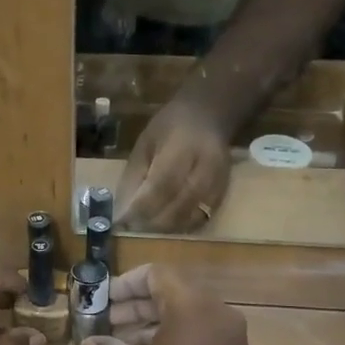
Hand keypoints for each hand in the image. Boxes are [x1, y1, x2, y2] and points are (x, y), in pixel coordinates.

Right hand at [78, 264, 269, 344]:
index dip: (125, 283)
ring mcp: (231, 339)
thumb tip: (90, 343)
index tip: (103, 300)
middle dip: (135, 306)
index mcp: (193, 307)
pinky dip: (173, 340)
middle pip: (172, 293)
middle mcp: (218, 314)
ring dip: (152, 325)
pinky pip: (199, 336)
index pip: (156, 274)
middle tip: (106, 322)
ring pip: (186, 316)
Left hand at [118, 96, 231, 232]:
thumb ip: (135, 175)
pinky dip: (181, 227)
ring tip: (145, 228)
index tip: (121, 221)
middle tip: (131, 227)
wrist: (210, 116)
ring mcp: (219, 183)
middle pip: (178, 207)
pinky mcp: (224, 194)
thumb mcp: (145, 142)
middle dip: (151, 222)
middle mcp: (205, 169)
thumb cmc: (171, 126)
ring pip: (191, 217)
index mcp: (183, 149)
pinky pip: (202, 219)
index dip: (140, 208)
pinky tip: (165, 226)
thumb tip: (122, 209)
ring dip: (165, 229)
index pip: (161, 187)